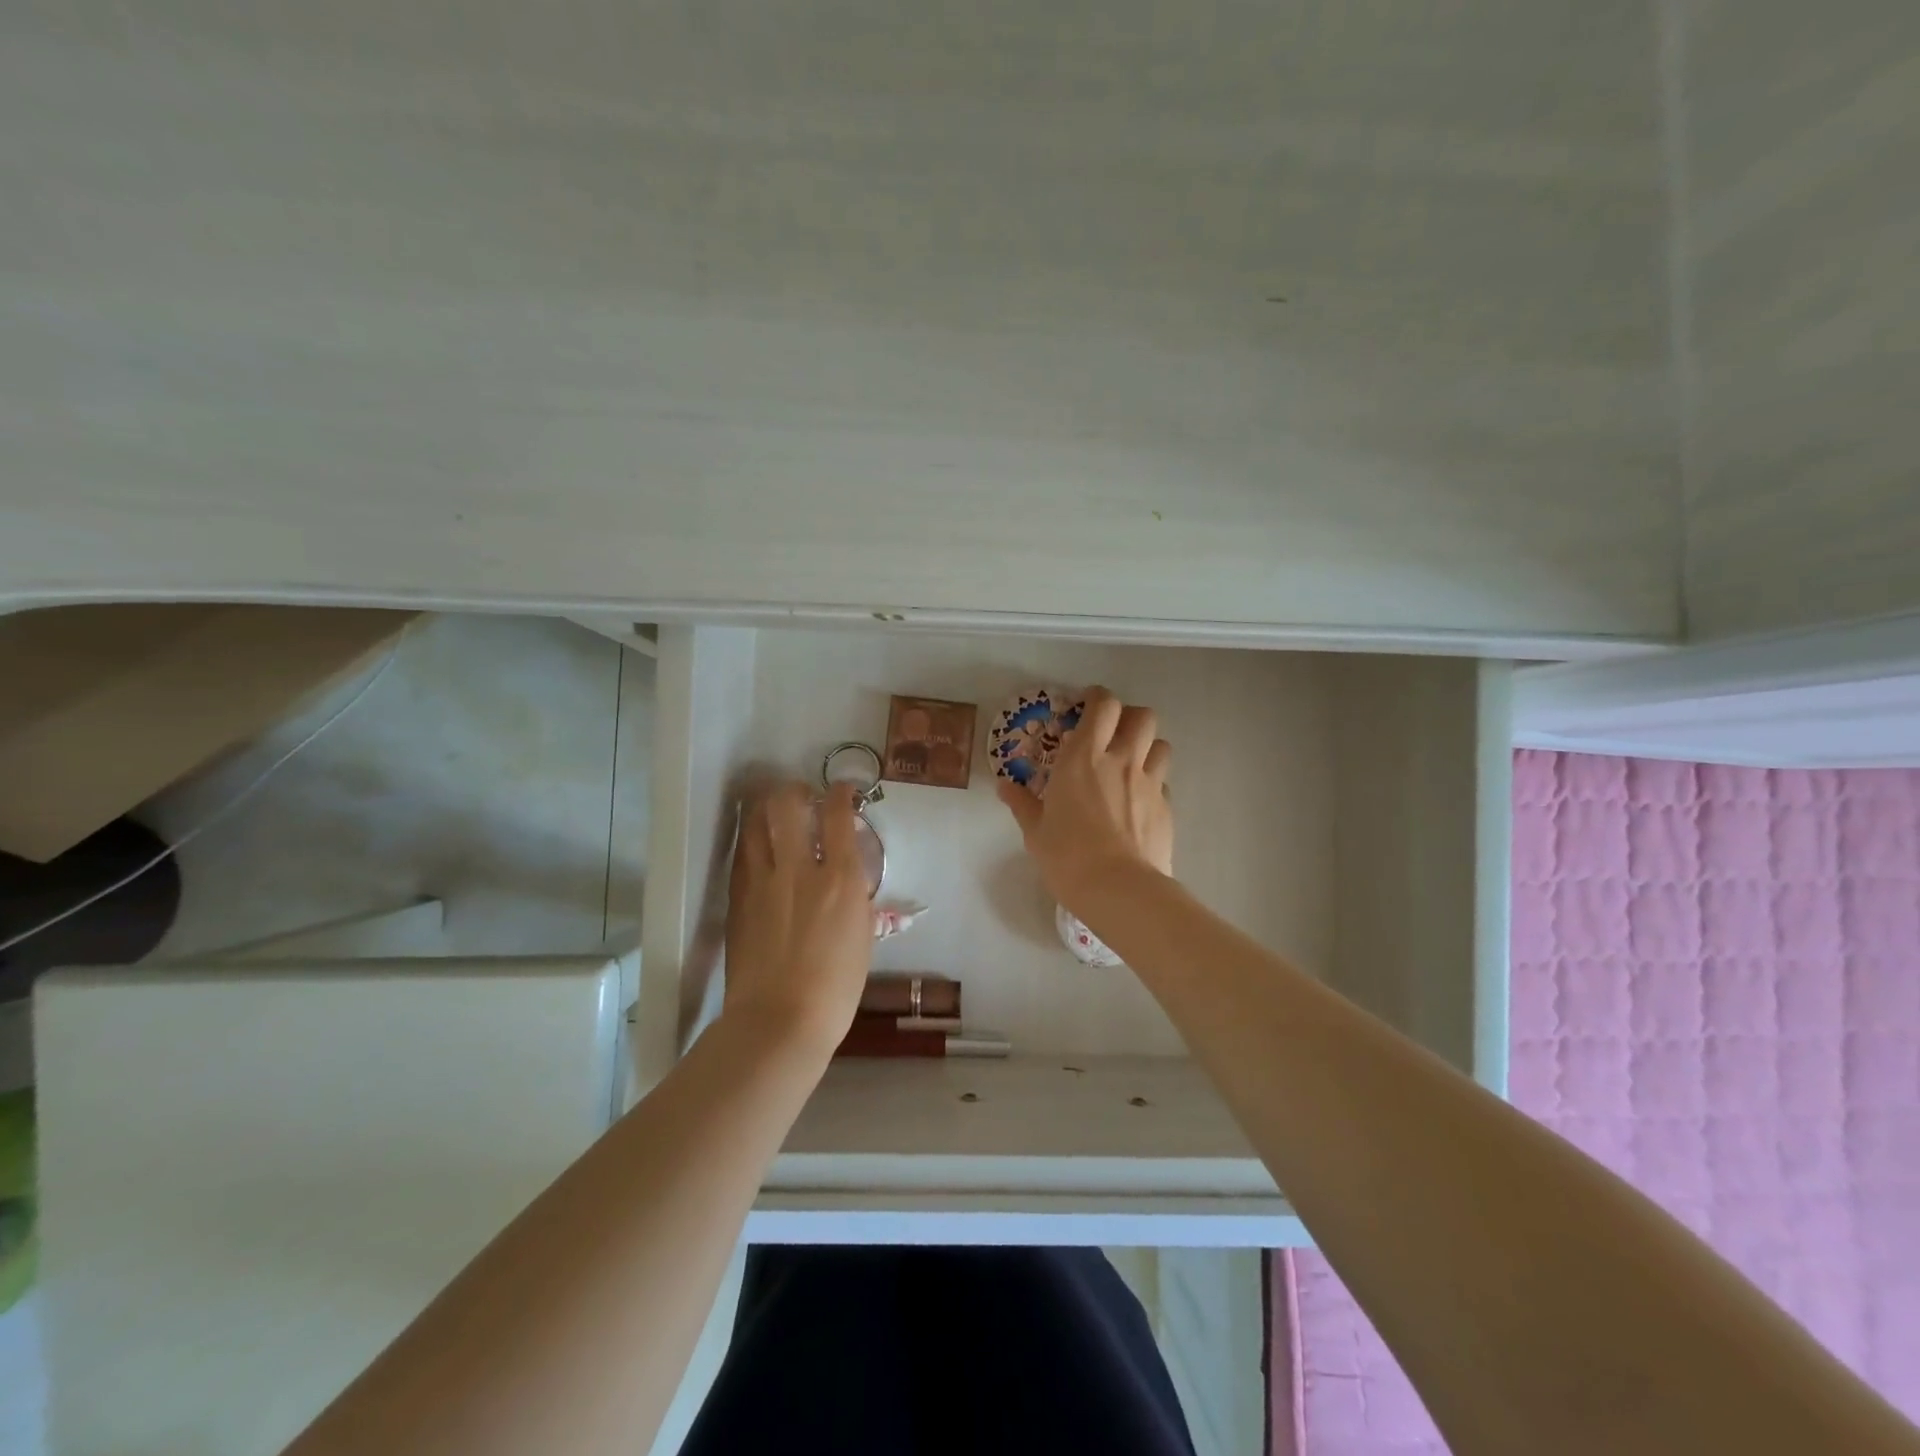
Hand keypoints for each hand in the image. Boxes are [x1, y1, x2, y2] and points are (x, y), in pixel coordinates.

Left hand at [722, 781, 874, 1052]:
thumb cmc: (836, 988)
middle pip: (788, 805)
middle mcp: (799, 868)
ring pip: (756, 822)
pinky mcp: (737, 898)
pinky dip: (752, 840)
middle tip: (801, 794)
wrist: (779, 1021)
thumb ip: (854, 896)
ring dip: (766, 807)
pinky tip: (757, 846)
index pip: (838, 816)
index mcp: (840, 879)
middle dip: (795, 790)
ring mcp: (762, 881)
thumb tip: (847, 875)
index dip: (841, 794)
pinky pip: (742, 854)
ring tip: (773, 809)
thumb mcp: (862, 935)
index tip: (843, 790)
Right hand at [997, 686, 1173, 912]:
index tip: (1088, 705)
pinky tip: (1138, 803)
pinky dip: (1152, 783)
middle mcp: (1121, 760)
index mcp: (1083, 757)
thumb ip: (1022, 803)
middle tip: (1112, 733)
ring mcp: (1149, 783)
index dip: (1098, 698)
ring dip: (1147, 747)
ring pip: (1161, 745)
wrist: (1119, 889)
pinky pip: (1163, 782)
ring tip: (1130, 764)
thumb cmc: (1067, 856)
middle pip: (1142, 716)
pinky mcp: (1166, 808)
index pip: (1103, 705)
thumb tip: (1005, 786)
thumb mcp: (1035, 831)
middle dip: (1129, 717)